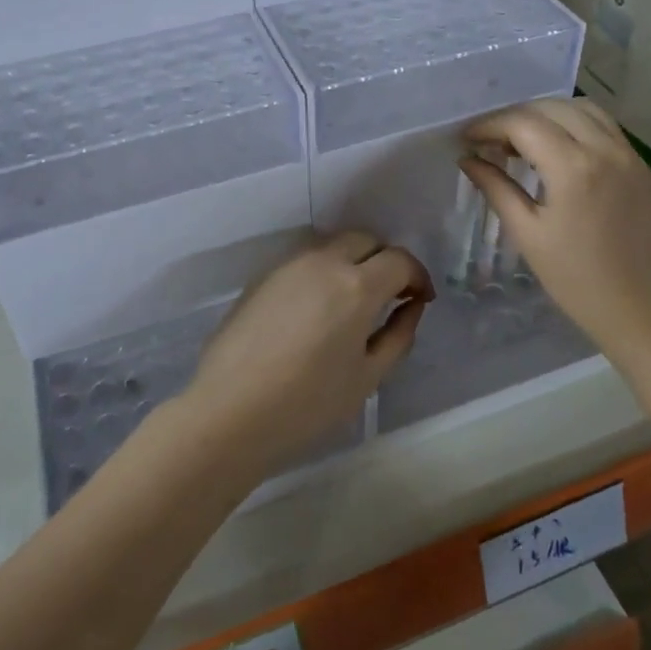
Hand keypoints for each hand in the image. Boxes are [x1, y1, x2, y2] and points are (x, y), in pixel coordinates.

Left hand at [183, 232, 431, 473]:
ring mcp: (290, 263)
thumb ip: (398, 335)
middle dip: (386, 260)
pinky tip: (319, 307)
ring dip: (354, 261)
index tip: (420, 299)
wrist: (230, 410)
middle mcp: (324, 261)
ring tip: (354, 301)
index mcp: (356, 285)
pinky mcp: (264, 274)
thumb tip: (411, 306)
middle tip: (390, 295)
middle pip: (366, 239)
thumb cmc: (307, 403)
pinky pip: (307, 258)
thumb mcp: (367, 377)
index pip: (399, 260)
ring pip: (334, 244)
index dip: (417, 276)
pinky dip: (325, 269)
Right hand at [460, 100, 650, 370]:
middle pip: (551, 108)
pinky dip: (575, 124)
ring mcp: (629, 155)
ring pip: (582, 109)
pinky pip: (604, 126)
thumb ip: (496, 189)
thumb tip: (469, 160)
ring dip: (547, 115)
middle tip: (489, 141)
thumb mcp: (529, 236)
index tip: (466, 138)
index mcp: (573, 167)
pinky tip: (557, 150)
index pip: (522, 124)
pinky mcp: (641, 167)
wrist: (649, 315)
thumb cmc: (580, 283)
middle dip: (514, 117)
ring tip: (522, 141)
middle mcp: (604, 149)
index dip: (489, 125)